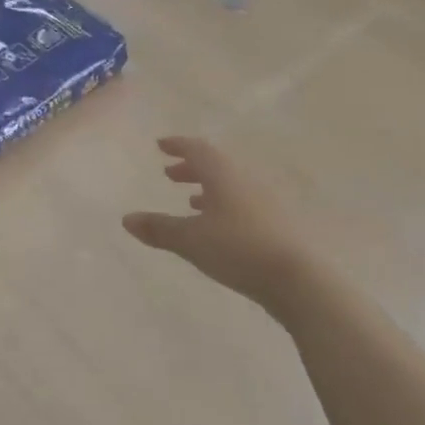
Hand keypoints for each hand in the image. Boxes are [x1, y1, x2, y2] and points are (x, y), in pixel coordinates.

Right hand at [123, 137, 308, 313]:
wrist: (298, 279)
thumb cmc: (238, 249)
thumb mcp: (191, 240)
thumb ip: (159, 228)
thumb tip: (126, 219)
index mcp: (222, 174)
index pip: (197, 149)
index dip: (177, 145)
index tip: (161, 145)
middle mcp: (244, 180)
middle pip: (215, 165)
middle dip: (190, 167)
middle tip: (170, 174)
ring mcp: (264, 201)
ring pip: (230, 185)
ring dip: (208, 188)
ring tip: (191, 201)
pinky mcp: (276, 224)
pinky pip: (243, 203)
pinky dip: (224, 206)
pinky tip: (219, 228)